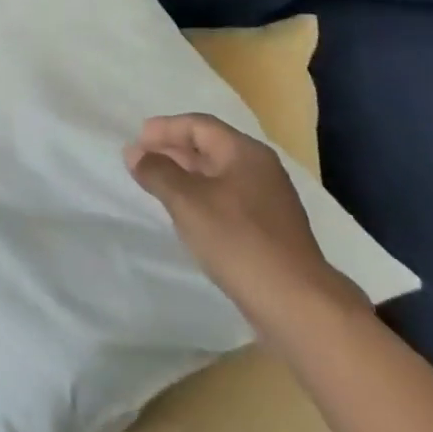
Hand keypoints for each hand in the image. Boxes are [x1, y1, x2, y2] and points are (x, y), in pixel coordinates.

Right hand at [125, 113, 365, 340]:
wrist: (298, 306)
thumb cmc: (238, 240)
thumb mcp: (187, 201)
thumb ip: (158, 172)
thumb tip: (134, 153)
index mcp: (245, 152)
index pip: (198, 125)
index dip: (164, 129)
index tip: (137, 141)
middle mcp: (261, 169)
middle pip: (210, 147)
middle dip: (174, 151)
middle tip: (142, 161)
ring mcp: (270, 201)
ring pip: (219, 176)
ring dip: (187, 176)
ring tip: (159, 187)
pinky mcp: (272, 231)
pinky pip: (229, 200)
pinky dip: (204, 199)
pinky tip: (189, 216)